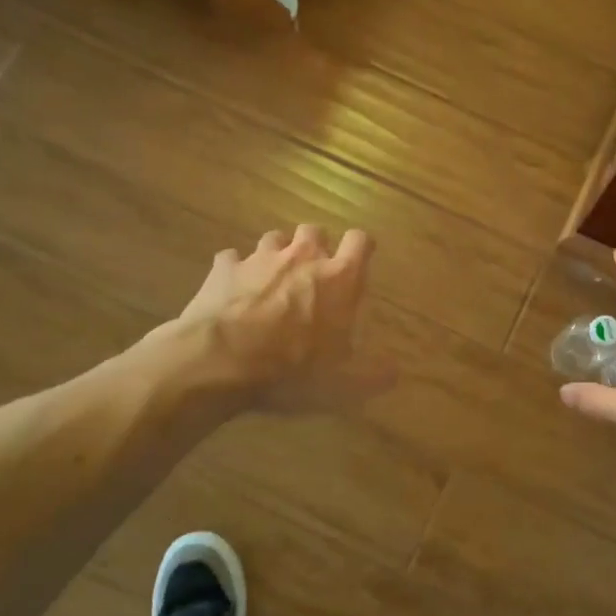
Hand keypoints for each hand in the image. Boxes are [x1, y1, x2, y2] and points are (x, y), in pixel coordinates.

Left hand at [166, 225, 393, 411]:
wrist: (220, 362)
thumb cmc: (292, 370)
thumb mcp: (343, 385)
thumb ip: (374, 375)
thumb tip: (395, 371)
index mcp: (339, 278)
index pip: (360, 241)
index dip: (361, 248)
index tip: (358, 261)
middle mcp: (303, 257)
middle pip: (315, 231)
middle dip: (315, 247)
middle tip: (312, 274)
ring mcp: (260, 259)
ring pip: (274, 238)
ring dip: (277, 254)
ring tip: (272, 280)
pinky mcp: (224, 269)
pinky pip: (232, 259)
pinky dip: (235, 271)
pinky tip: (232, 292)